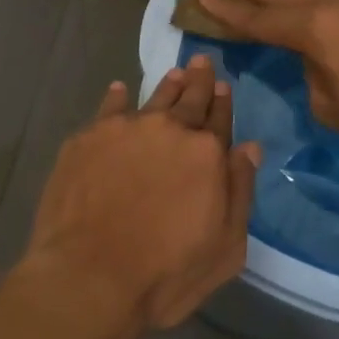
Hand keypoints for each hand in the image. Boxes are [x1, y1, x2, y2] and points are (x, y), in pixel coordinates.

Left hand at [20, 55, 261, 338]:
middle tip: (201, 62)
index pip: (219, 119)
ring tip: (174, 74)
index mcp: (206, 154)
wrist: (89, 277)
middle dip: (198, 80)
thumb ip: (239, 192)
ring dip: (166, 85)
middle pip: (189, 98)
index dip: (223, 102)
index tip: (224, 86)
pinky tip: (119, 89)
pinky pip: (109, 107)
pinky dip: (117, 96)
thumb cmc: (165, 274)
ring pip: (152, 97)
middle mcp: (168, 129)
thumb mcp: (225, 248)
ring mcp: (125, 128)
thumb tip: (250, 148)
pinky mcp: (88, 136)